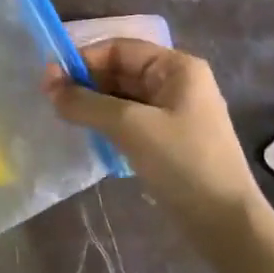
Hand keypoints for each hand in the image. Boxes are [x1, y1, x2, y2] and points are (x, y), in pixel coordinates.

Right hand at [46, 41, 264, 239]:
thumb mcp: (130, 126)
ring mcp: (174, 112)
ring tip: (64, 118)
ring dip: (93, 104)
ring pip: (122, 96)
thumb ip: (85, 102)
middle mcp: (177, 83)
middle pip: (120, 70)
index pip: (119, 48)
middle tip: (51, 100)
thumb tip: (48, 86)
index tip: (50, 80)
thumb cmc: (182, 162)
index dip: (83, 59)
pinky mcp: (168, 139)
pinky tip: (88, 135)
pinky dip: (106, 122)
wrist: (225, 223)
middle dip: (86, 82)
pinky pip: (129, 119)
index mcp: (177, 68)